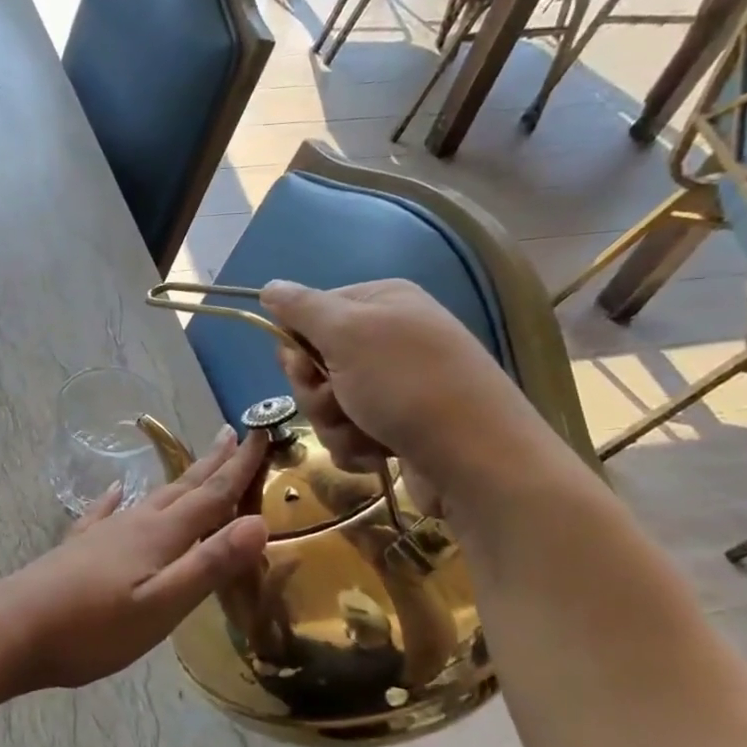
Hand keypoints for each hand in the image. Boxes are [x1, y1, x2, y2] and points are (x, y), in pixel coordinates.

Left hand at [0, 428, 269, 690]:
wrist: (15, 628)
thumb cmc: (94, 627)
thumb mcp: (162, 605)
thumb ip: (209, 565)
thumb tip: (259, 522)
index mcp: (159, 535)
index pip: (211, 495)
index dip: (239, 468)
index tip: (261, 434)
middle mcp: (133, 523)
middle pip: (182, 488)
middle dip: (212, 464)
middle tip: (234, 434)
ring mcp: (102, 533)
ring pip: (150, 497)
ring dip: (177, 480)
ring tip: (193, 464)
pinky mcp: (79, 548)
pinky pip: (105, 512)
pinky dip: (117, 498)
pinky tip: (117, 490)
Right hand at [257, 279, 564, 513]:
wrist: (477, 460)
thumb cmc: (408, 386)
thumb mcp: (348, 333)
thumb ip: (302, 308)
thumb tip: (269, 286)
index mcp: (382, 302)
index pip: (310, 313)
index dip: (297, 344)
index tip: (304, 365)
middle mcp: (389, 338)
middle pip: (315, 362)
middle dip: (317, 391)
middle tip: (340, 400)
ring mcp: (395, 385)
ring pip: (328, 403)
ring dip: (335, 424)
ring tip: (367, 433)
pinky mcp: (398, 426)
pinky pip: (349, 432)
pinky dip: (355, 446)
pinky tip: (380, 453)